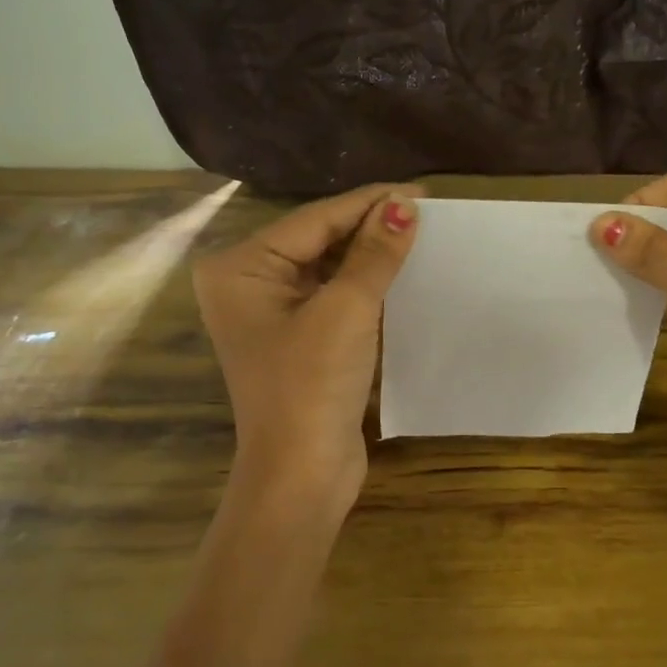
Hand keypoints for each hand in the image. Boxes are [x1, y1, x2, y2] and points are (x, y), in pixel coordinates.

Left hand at [194, 183, 421, 513]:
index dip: (370, 203)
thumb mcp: (347, 311)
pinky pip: (334, 297)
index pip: (315, 220)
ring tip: (421, 237)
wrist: (302, 475)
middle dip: (370, 228)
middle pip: (319, 240)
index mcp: (240, 268)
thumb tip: (405, 206)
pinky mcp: (297, 340)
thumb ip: (374, 254)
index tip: (421, 191)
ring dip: (371, 257)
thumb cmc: (312, 386)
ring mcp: (271, 314)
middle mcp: (248, 284)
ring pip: (329, 268)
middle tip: (426, 213)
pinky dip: (366, 286)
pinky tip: (401, 274)